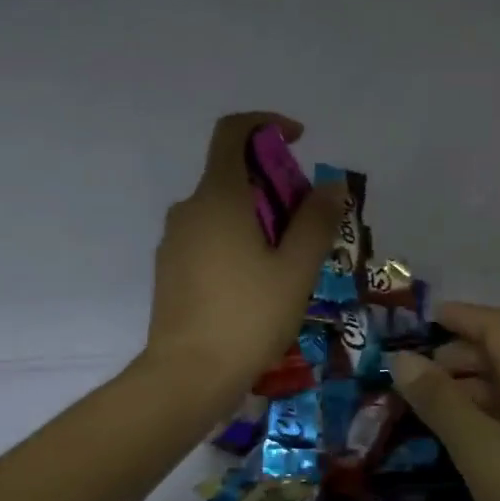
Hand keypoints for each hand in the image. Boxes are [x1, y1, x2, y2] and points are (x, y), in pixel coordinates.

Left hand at [143, 113, 344, 406]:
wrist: (188, 376)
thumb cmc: (248, 316)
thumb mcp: (296, 269)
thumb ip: (316, 221)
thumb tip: (329, 185)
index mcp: (218, 197)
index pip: (233, 131)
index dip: (266, 123)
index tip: (298, 142)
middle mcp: (189, 209)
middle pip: (233, 174)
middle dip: (274, 185)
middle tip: (308, 225)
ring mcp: (174, 240)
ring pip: (222, 210)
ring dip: (258, 218)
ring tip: (289, 263)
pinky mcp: (170, 269)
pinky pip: (208, 237)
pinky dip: (237, 241)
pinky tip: (258, 285)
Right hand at [386, 302, 499, 500]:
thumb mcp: (481, 449)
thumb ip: (441, 403)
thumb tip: (402, 358)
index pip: (497, 326)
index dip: (461, 316)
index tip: (425, 319)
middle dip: (460, 355)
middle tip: (419, 375)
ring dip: (473, 387)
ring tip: (436, 408)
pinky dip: (490, 412)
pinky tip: (472, 440)